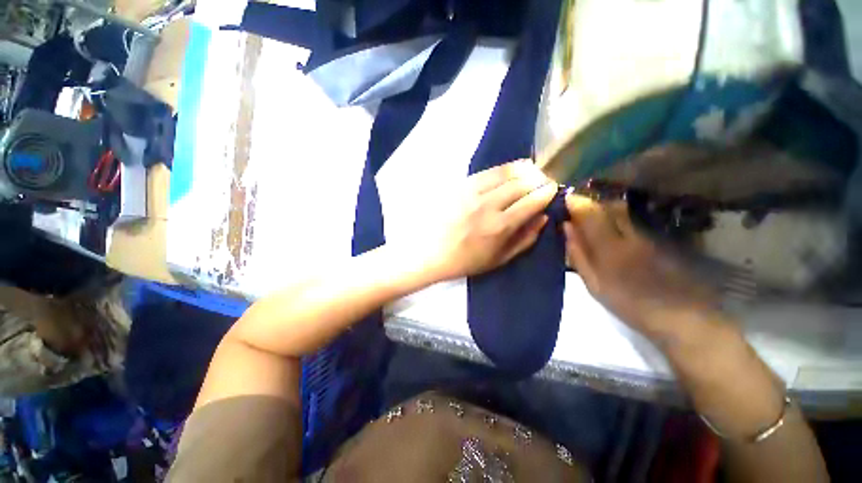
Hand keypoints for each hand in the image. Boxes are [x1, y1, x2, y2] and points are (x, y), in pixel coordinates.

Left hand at [422, 161, 557, 280]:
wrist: (432, 252)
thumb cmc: (467, 260)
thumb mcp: (500, 259)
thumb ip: (525, 239)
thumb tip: (543, 217)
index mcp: (500, 226)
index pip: (531, 201)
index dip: (546, 192)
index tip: (553, 189)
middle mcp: (488, 205)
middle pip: (521, 183)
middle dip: (538, 179)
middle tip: (543, 181)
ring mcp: (472, 193)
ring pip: (505, 172)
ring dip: (524, 169)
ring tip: (531, 171)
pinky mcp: (460, 186)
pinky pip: (487, 172)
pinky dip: (503, 169)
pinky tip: (510, 170)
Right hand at [562, 194, 717, 338]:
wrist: (679, 315)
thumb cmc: (627, 303)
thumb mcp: (594, 284)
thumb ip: (578, 254)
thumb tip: (566, 228)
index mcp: (609, 247)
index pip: (590, 214)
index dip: (576, 202)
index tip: (565, 198)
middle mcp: (629, 234)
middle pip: (608, 206)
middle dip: (591, 202)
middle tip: (577, 208)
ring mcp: (647, 235)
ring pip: (622, 211)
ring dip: (604, 208)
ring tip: (593, 217)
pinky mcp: (658, 238)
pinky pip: (632, 220)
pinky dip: (618, 217)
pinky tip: (614, 229)